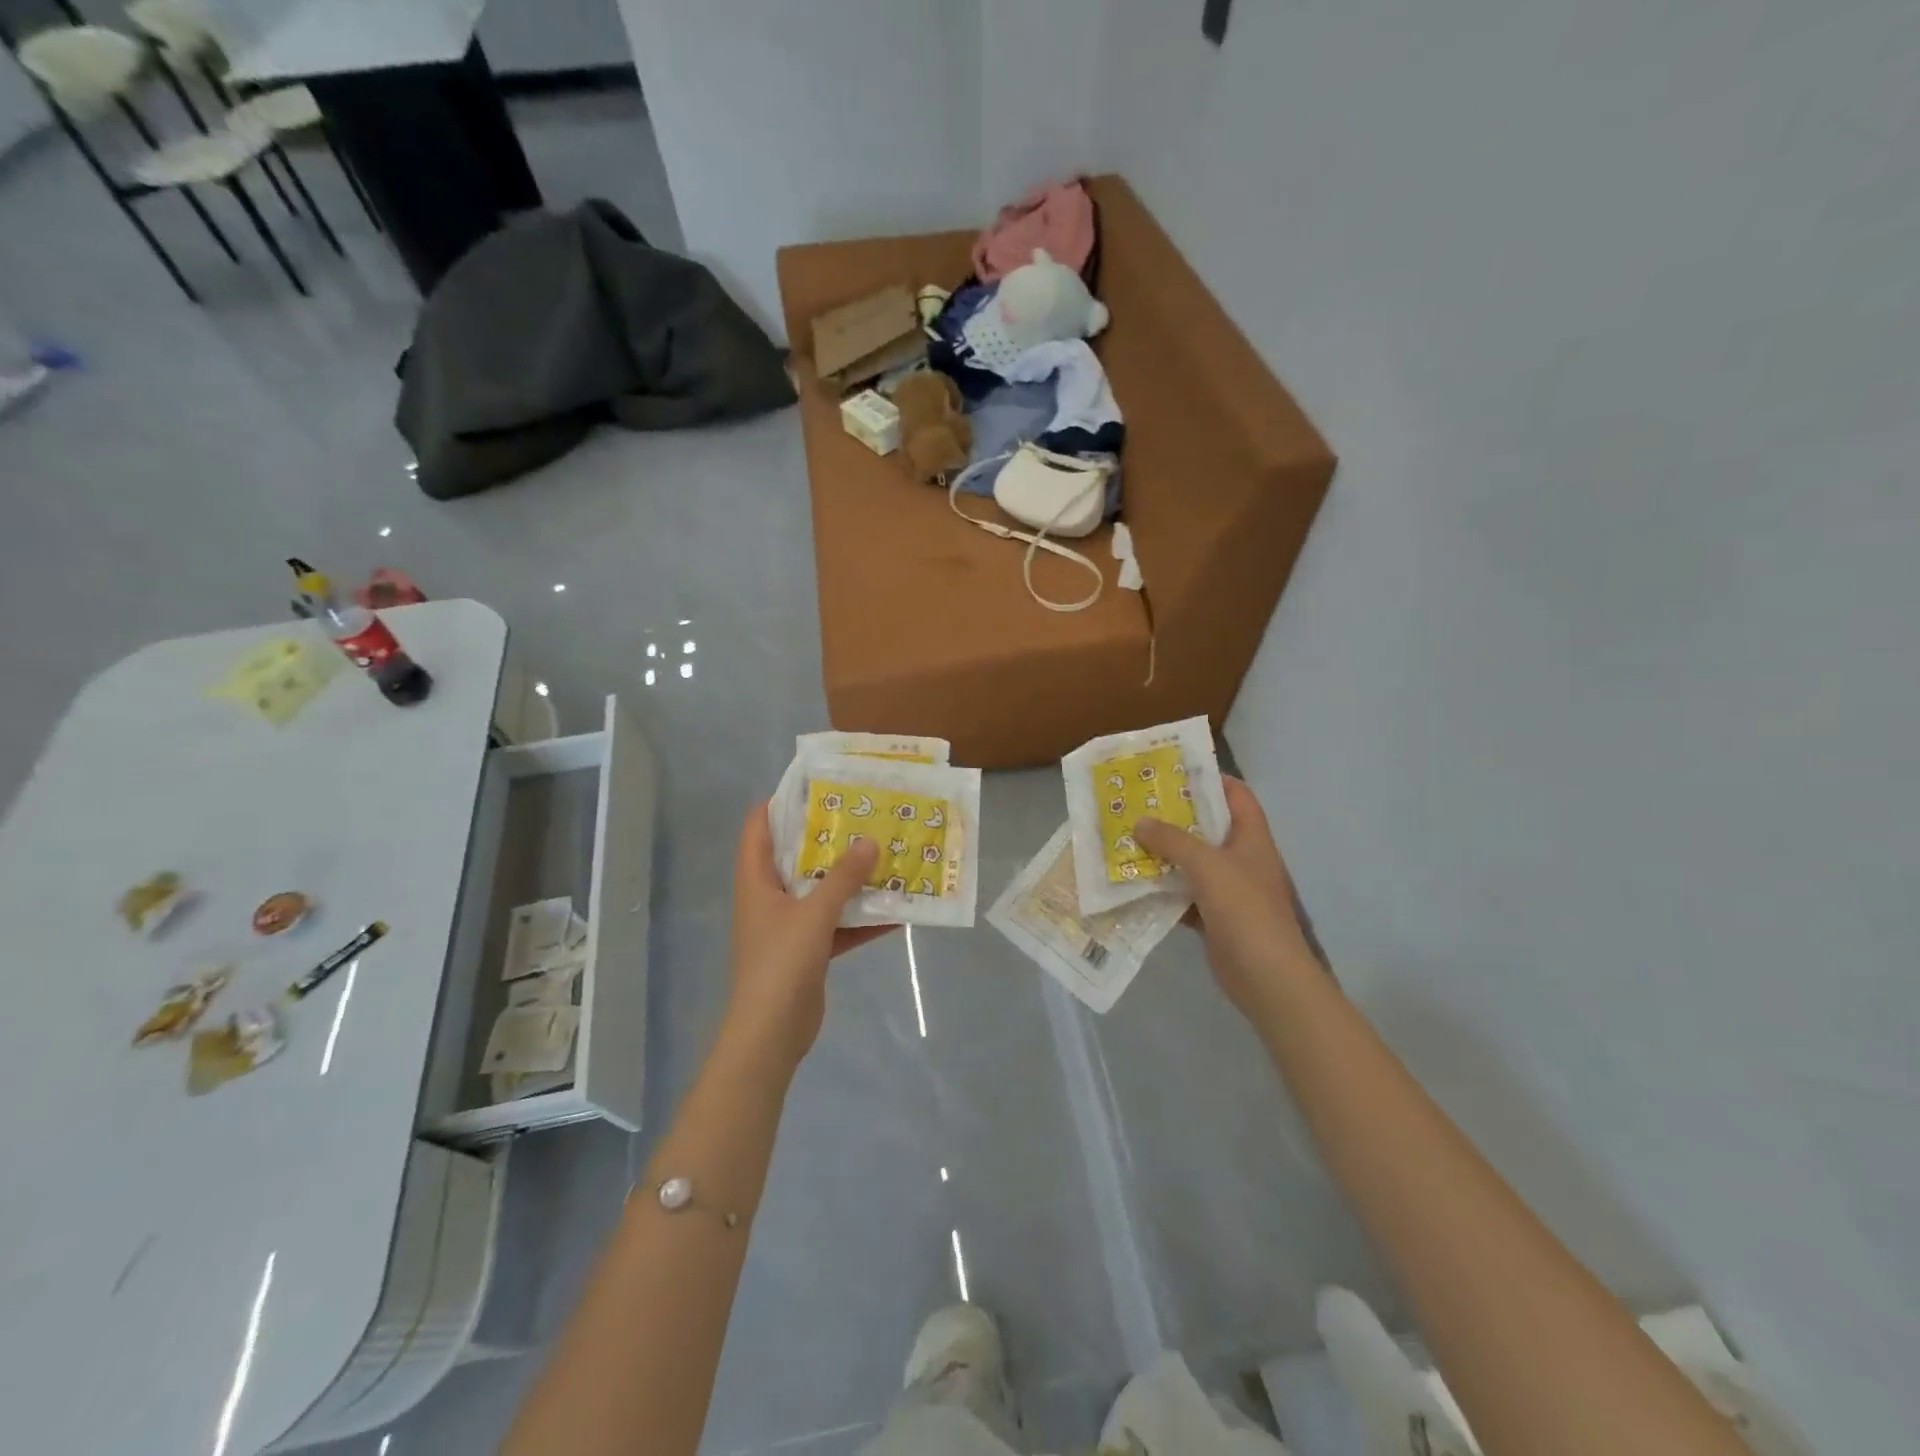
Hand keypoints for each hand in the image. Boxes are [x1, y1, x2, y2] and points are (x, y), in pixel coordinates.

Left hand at [725, 802, 893, 1070]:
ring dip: (850, 878)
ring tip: (884, 854)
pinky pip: (837, 924)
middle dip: (829, 837)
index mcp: (757, 880)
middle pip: (797, 856)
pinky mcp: (808, 951)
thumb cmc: (781, 964)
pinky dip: (861, 918)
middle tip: (864, 815)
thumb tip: (870, 841)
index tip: (818, 785)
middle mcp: (770, 897)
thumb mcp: (814, 914)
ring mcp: (789, 926)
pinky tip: (896, 910)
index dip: (782, 802)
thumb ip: (843, 878)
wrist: (771, 1035)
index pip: (759, 827)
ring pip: (821, 891)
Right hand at [1136, 777, 1315, 1019]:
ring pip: (1192, 863)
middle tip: (1138, 804)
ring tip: (1127, 838)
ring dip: (1164, 854)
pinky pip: (1184, 895)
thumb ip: (1173, 841)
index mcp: (1252, 838)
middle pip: (1209, 827)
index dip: (1212, 779)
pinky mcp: (1214, 918)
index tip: (1175, 771)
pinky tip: (1135, 882)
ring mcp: (1229, 891)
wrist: (1267, 977)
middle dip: (1175, 817)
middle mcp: (1242, 860)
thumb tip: (1140, 822)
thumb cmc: (1245, 910)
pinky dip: (1163, 890)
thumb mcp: (1208, 865)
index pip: (1237, 795)